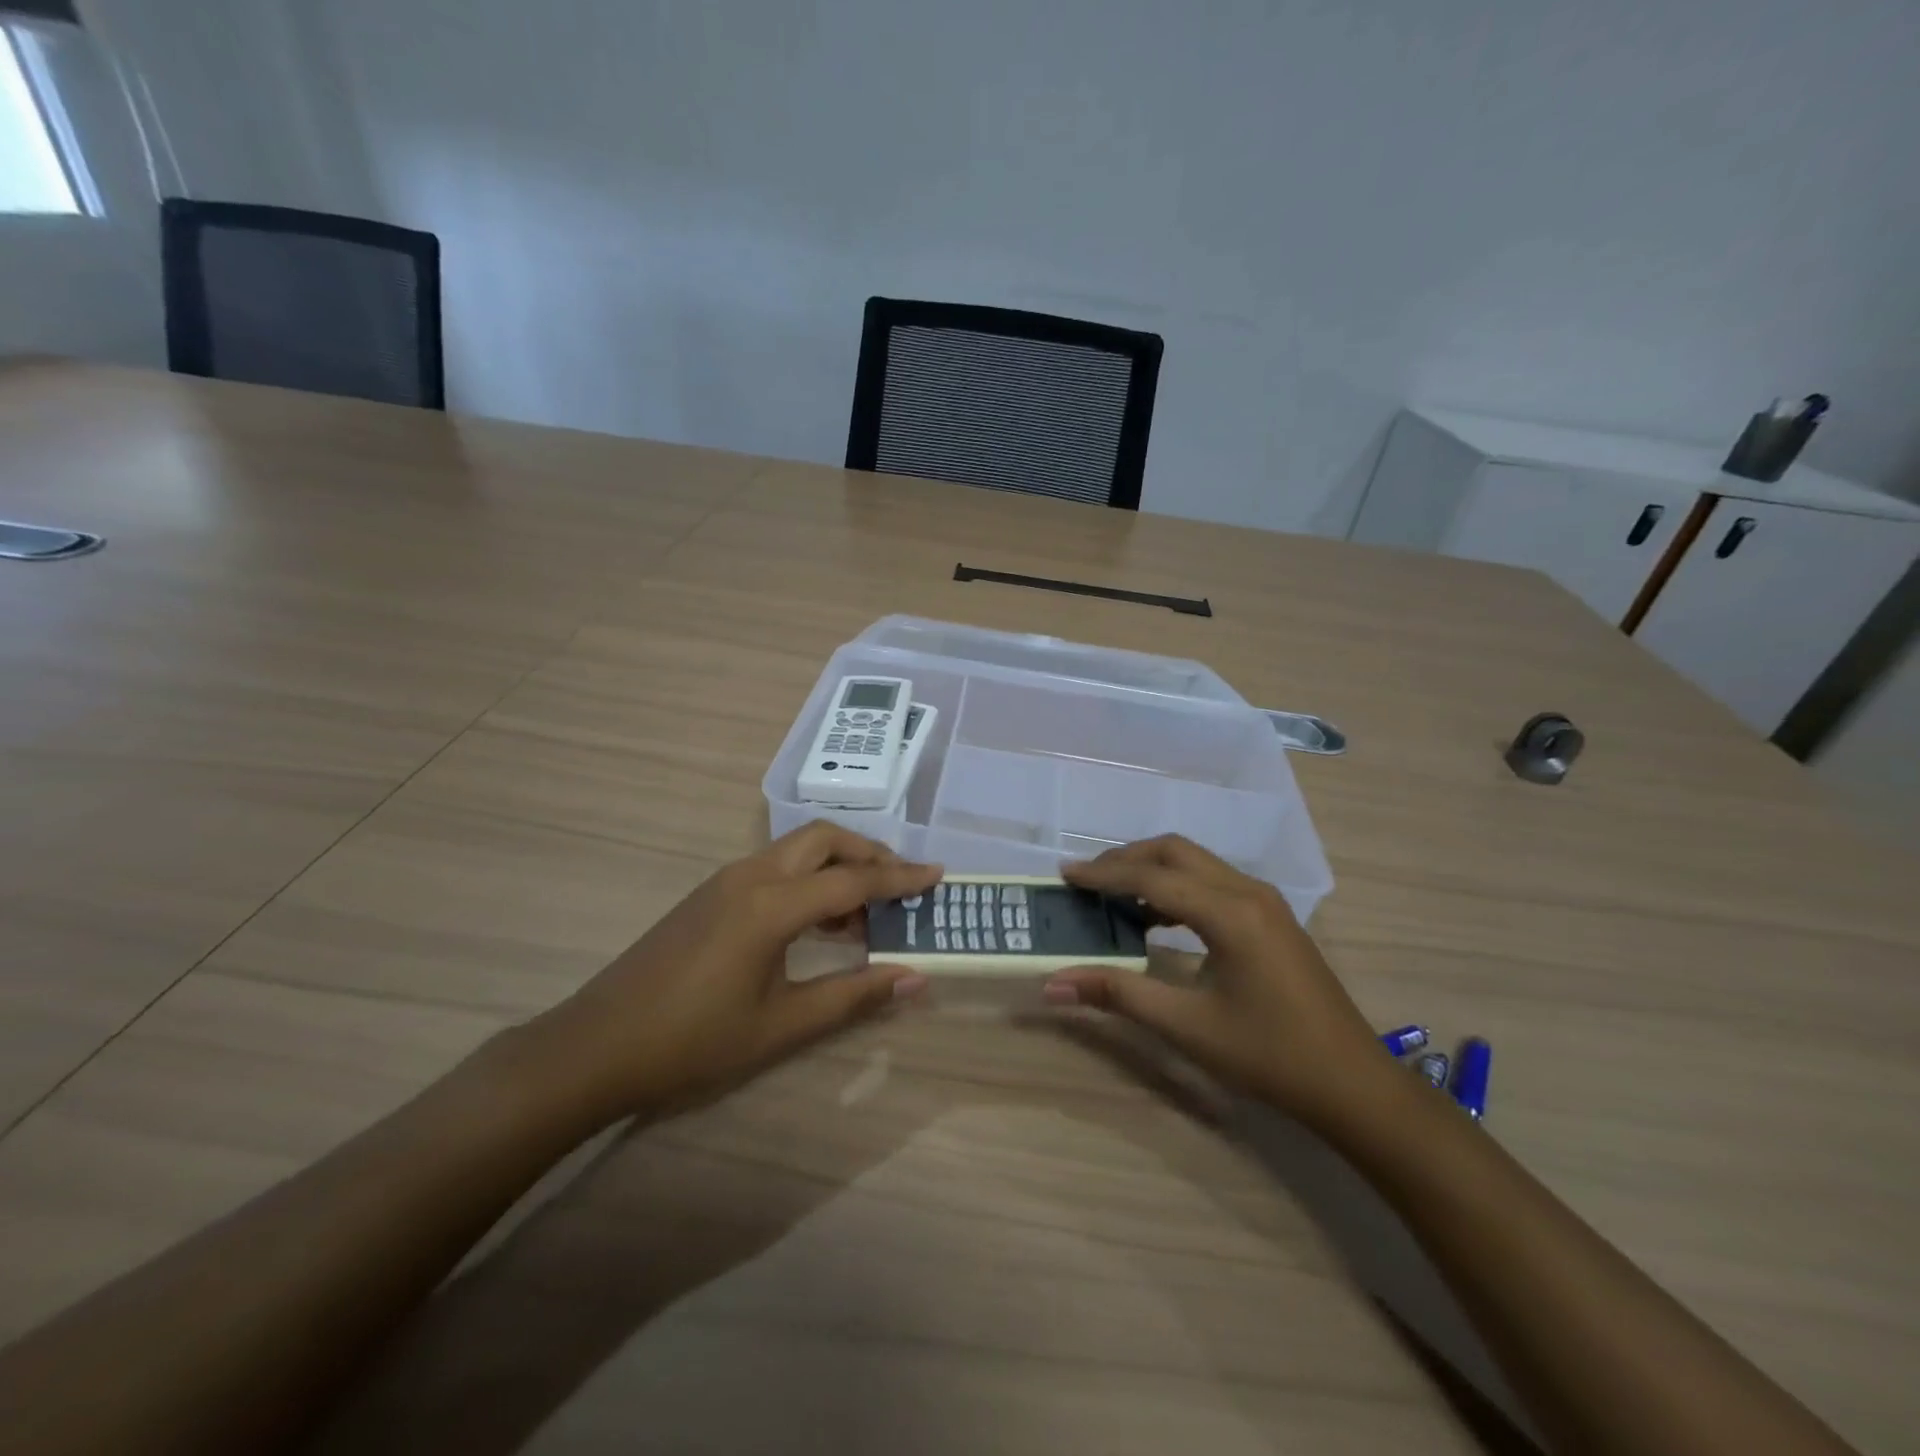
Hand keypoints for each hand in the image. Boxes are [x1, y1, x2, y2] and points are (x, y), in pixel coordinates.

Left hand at [522, 822, 940, 1124]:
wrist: (596, 1047)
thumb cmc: (693, 1041)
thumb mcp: (781, 1025)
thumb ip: (853, 995)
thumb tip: (914, 977)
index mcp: (771, 905)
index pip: (853, 879)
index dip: (900, 879)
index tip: (938, 875)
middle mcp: (751, 876)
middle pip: (823, 839)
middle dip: (869, 854)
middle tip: (901, 886)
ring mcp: (725, 881)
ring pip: (797, 849)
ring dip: (838, 865)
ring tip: (866, 912)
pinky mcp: (710, 894)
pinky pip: (775, 867)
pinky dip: (809, 879)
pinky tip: (818, 922)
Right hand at [1043, 835, 1384, 1127]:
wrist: (1353, 1084)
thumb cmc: (1269, 1056)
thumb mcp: (1187, 1026)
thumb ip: (1118, 994)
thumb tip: (1053, 985)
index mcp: (1229, 913)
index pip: (1152, 878)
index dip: (1104, 875)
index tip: (1064, 875)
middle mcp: (1248, 892)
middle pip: (1175, 852)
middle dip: (1126, 860)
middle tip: (1086, 880)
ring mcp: (1265, 902)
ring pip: (1196, 863)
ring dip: (1152, 870)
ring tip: (1112, 895)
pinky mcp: (1271, 917)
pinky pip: (1213, 882)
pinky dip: (1177, 887)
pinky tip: (1156, 918)